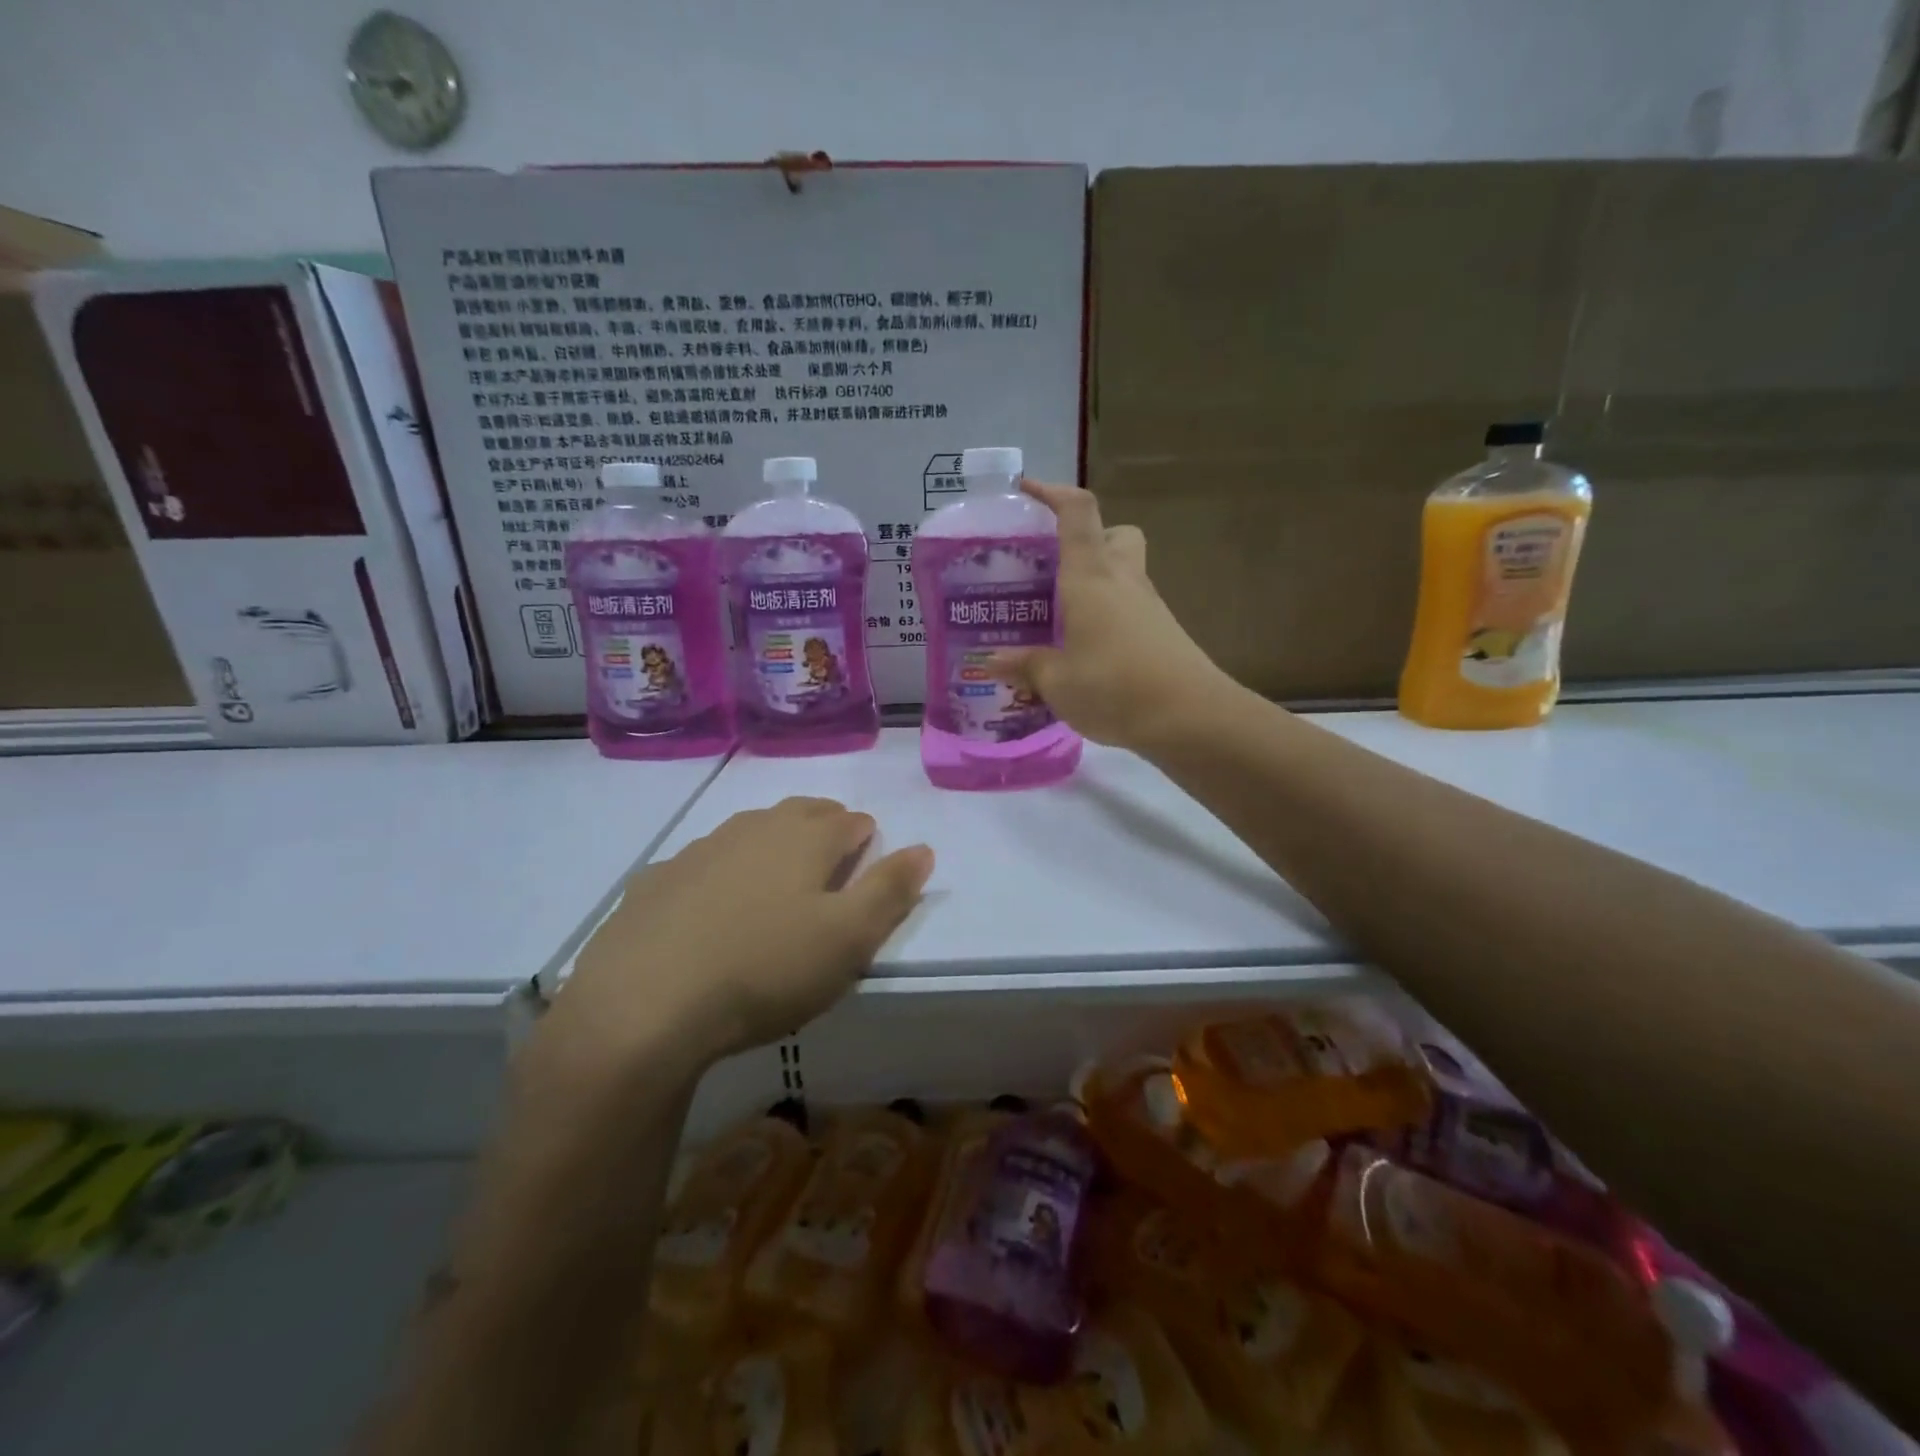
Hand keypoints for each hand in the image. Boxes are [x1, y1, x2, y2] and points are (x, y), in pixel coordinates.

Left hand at [525, 798, 933, 1099]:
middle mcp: (753, 830)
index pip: (848, 820)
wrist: (642, 1005)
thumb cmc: (764, 970)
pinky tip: (711, 905)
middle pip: (799, 813)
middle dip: (822, 826)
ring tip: (777, 876)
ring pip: (749, 832)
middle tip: (830, 855)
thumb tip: (923, 848)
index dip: (865, 836)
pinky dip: (719, 872)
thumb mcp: (847, 940)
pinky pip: (701, 863)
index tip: (868, 855)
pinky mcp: (655, 882)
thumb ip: (890, 890)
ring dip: (770, 844)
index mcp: (805, 839)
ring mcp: (698, 851)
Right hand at [987, 480, 1230, 749]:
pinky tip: (1090, 651)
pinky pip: (1132, 608)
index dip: (1052, 493)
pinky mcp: (1164, 633)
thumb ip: (1026, 666)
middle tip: (1054, 569)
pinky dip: (1110, 616)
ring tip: (1063, 618)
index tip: (1026, 492)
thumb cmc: (1114, 687)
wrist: (1191, 717)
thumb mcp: (1057, 682)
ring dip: (1097, 582)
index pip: (1077, 512)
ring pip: (1125, 572)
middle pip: (1113, 534)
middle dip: (1085, 540)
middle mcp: (1123, 580)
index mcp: (1090, 577)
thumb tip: (993, 660)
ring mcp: (1149, 606)